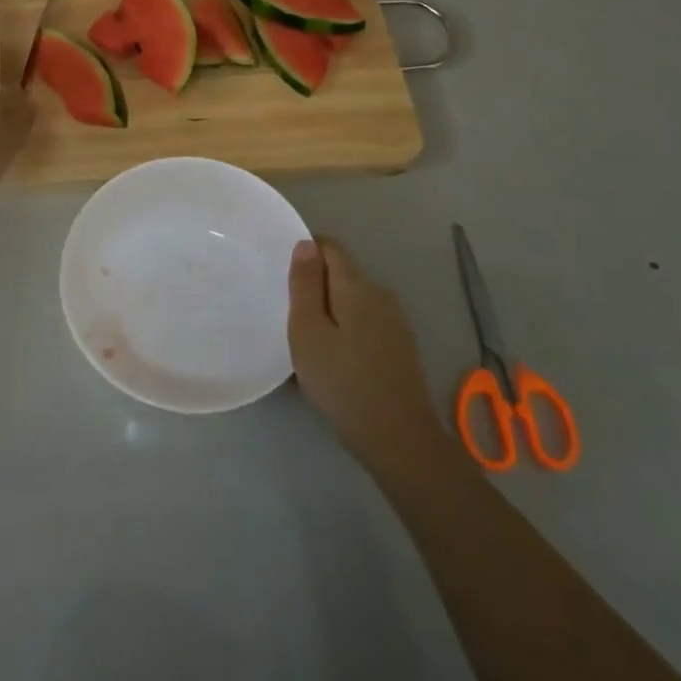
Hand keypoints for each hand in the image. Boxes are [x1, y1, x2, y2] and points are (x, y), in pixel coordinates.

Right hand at [289, 238, 444, 472]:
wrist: (399, 438)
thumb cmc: (342, 381)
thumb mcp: (308, 331)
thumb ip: (305, 284)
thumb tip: (306, 243)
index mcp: (356, 285)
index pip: (330, 247)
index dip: (305, 251)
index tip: (281, 273)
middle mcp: (380, 293)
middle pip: (342, 272)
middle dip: (314, 282)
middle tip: (286, 309)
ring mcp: (394, 320)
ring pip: (353, 298)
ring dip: (329, 307)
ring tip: (305, 335)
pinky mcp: (399, 344)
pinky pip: (364, 320)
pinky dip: (345, 326)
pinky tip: (332, 355)